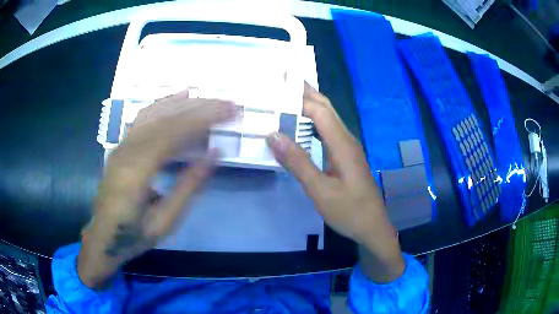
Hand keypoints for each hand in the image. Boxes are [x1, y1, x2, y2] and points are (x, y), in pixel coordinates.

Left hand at [78, 91, 234, 287]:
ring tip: (211, 99)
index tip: (229, 112)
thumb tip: (214, 154)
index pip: (173, 133)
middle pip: (166, 118)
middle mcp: (127, 150)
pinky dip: (164, 103)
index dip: (203, 119)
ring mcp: (122, 145)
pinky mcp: (122, 146)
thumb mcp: (164, 222)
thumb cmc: (134, 235)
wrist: (103, 237)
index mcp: (136, 171)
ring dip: (186, 103)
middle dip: (201, 107)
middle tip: (229, 104)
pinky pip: (143, 117)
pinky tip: (179, 97)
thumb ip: (188, 187)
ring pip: (155, 113)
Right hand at [266, 83, 404, 281]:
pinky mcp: (345, 156)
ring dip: (309, 105)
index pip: (319, 111)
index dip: (298, 99)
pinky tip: (301, 125)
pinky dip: (312, 122)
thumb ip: (297, 162)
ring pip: (328, 118)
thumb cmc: (349, 211)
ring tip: (286, 98)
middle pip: (326, 108)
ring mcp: (348, 147)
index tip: (275, 90)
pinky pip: (328, 131)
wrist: (373, 227)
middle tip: (281, 83)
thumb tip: (273, 135)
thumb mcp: (320, 191)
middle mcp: (347, 139)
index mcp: (342, 145)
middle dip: (305, 93)